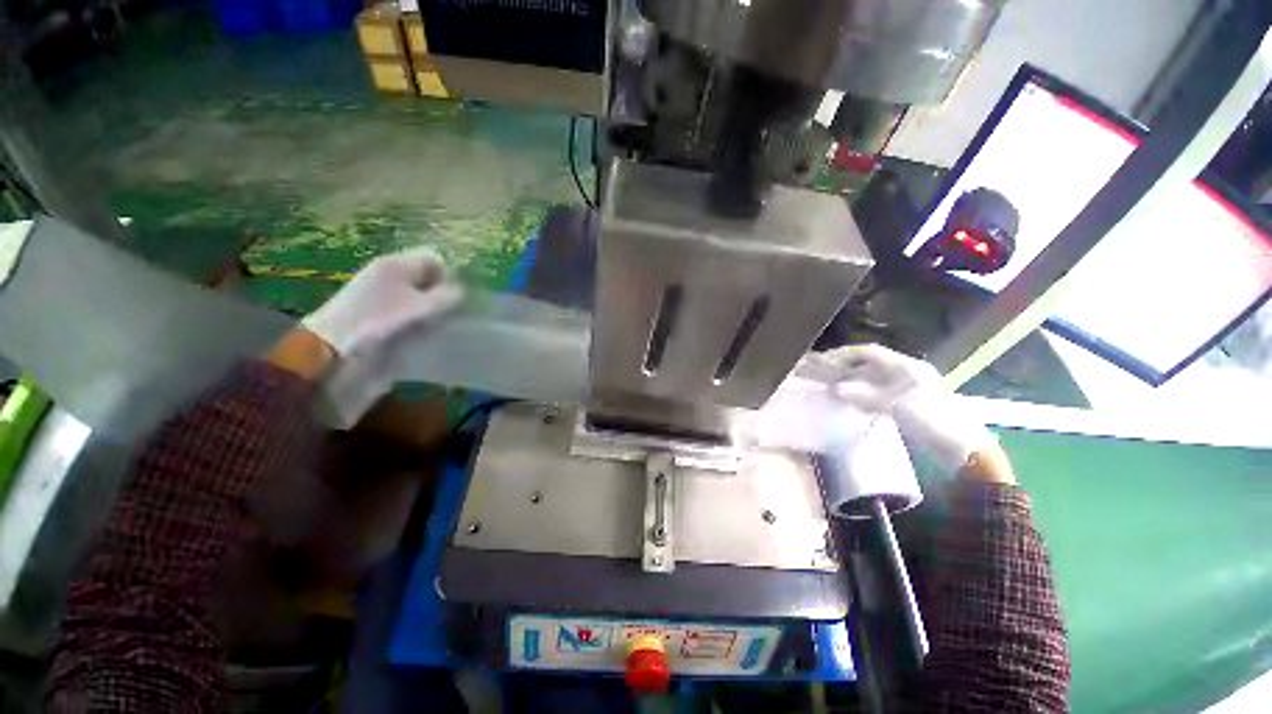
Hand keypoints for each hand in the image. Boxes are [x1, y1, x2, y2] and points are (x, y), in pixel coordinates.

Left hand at [301, 248, 462, 424]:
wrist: (334, 354)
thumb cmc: (379, 322)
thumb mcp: (422, 307)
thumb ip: (449, 297)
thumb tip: (463, 292)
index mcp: (397, 265)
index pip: (434, 260)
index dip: (451, 276)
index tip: (461, 298)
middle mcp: (390, 277)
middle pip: (428, 280)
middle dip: (444, 295)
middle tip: (455, 314)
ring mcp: (383, 298)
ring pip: (422, 299)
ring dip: (435, 312)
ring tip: (442, 327)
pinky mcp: (380, 319)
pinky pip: (412, 315)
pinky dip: (423, 323)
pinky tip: (427, 336)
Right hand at [806, 344, 1008, 481]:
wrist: (964, 450)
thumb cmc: (934, 422)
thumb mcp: (898, 407)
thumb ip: (865, 396)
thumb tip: (835, 388)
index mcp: (908, 366)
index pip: (870, 353)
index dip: (845, 354)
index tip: (824, 360)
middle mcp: (906, 372)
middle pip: (869, 364)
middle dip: (845, 367)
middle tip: (822, 372)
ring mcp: (907, 388)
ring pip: (871, 379)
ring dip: (851, 381)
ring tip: (830, 385)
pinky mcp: (905, 403)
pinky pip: (876, 392)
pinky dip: (860, 394)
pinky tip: (849, 400)